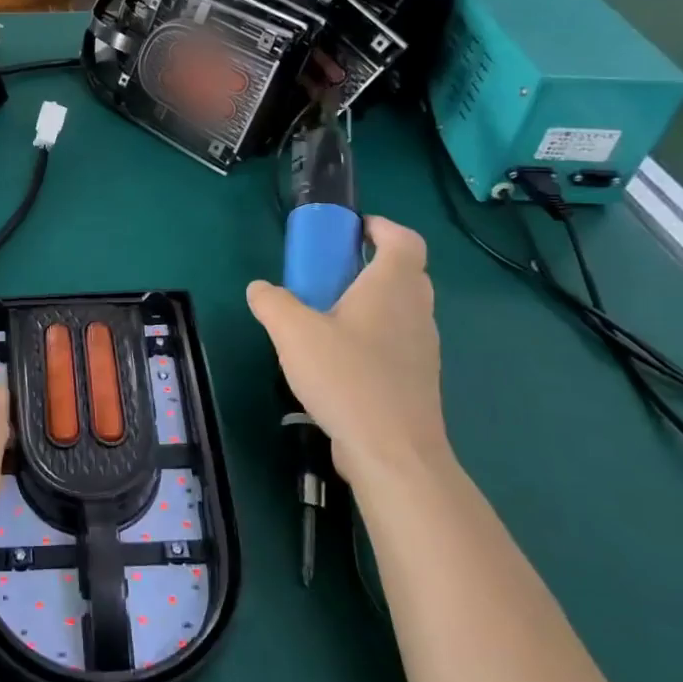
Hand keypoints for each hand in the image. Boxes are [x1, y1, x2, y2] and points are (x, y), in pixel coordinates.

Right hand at [247, 216, 449, 486]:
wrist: (393, 454)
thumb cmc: (347, 378)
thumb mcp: (293, 332)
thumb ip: (272, 303)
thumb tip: (260, 289)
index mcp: (392, 287)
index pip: (404, 240)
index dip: (382, 227)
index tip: (351, 231)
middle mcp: (416, 311)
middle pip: (405, 272)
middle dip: (371, 263)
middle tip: (331, 271)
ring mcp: (422, 348)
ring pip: (401, 308)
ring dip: (370, 301)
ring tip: (326, 315)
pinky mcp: (416, 380)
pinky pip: (396, 341)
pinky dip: (372, 335)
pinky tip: (337, 358)